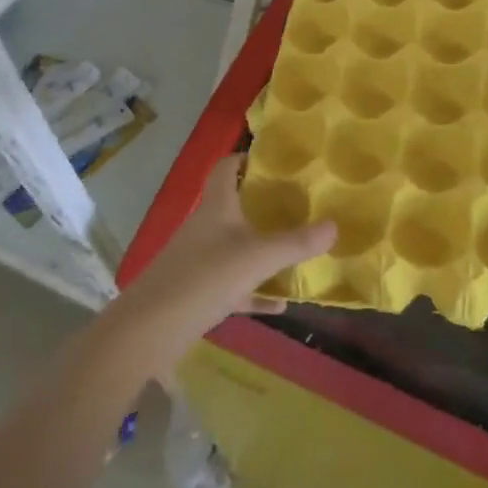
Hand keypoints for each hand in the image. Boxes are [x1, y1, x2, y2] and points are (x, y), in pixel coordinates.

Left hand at [108, 157, 334, 368]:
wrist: (151, 329)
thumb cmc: (206, 277)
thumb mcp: (259, 258)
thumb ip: (296, 243)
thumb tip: (335, 225)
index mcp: (217, 207)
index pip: (226, 168)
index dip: (246, 158)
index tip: (275, 161)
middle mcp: (206, 227)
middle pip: (234, 207)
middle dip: (263, 206)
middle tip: (298, 205)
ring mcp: (199, 261)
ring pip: (235, 248)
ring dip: (262, 251)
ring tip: (296, 253)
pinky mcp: (197, 292)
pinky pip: (234, 286)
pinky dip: (255, 293)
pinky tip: (280, 305)